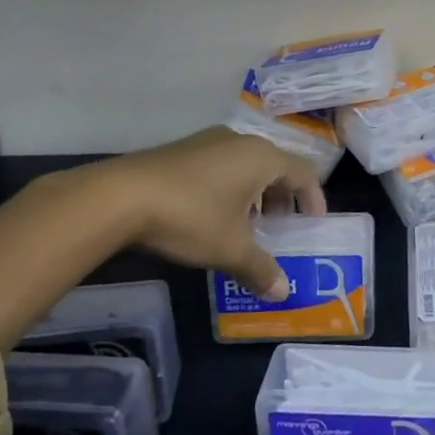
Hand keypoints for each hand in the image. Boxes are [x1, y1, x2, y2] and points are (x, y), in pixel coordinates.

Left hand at [94, 127, 324, 300]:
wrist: (119, 196)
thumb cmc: (190, 216)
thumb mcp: (230, 248)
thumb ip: (260, 269)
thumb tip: (283, 293)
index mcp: (263, 157)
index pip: (304, 172)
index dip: (314, 197)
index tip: (314, 222)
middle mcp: (241, 141)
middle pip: (277, 166)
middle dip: (283, 199)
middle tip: (280, 229)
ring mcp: (210, 142)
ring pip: (247, 166)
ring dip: (256, 195)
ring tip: (247, 227)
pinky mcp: (184, 150)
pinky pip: (223, 165)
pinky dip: (231, 188)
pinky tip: (213, 216)